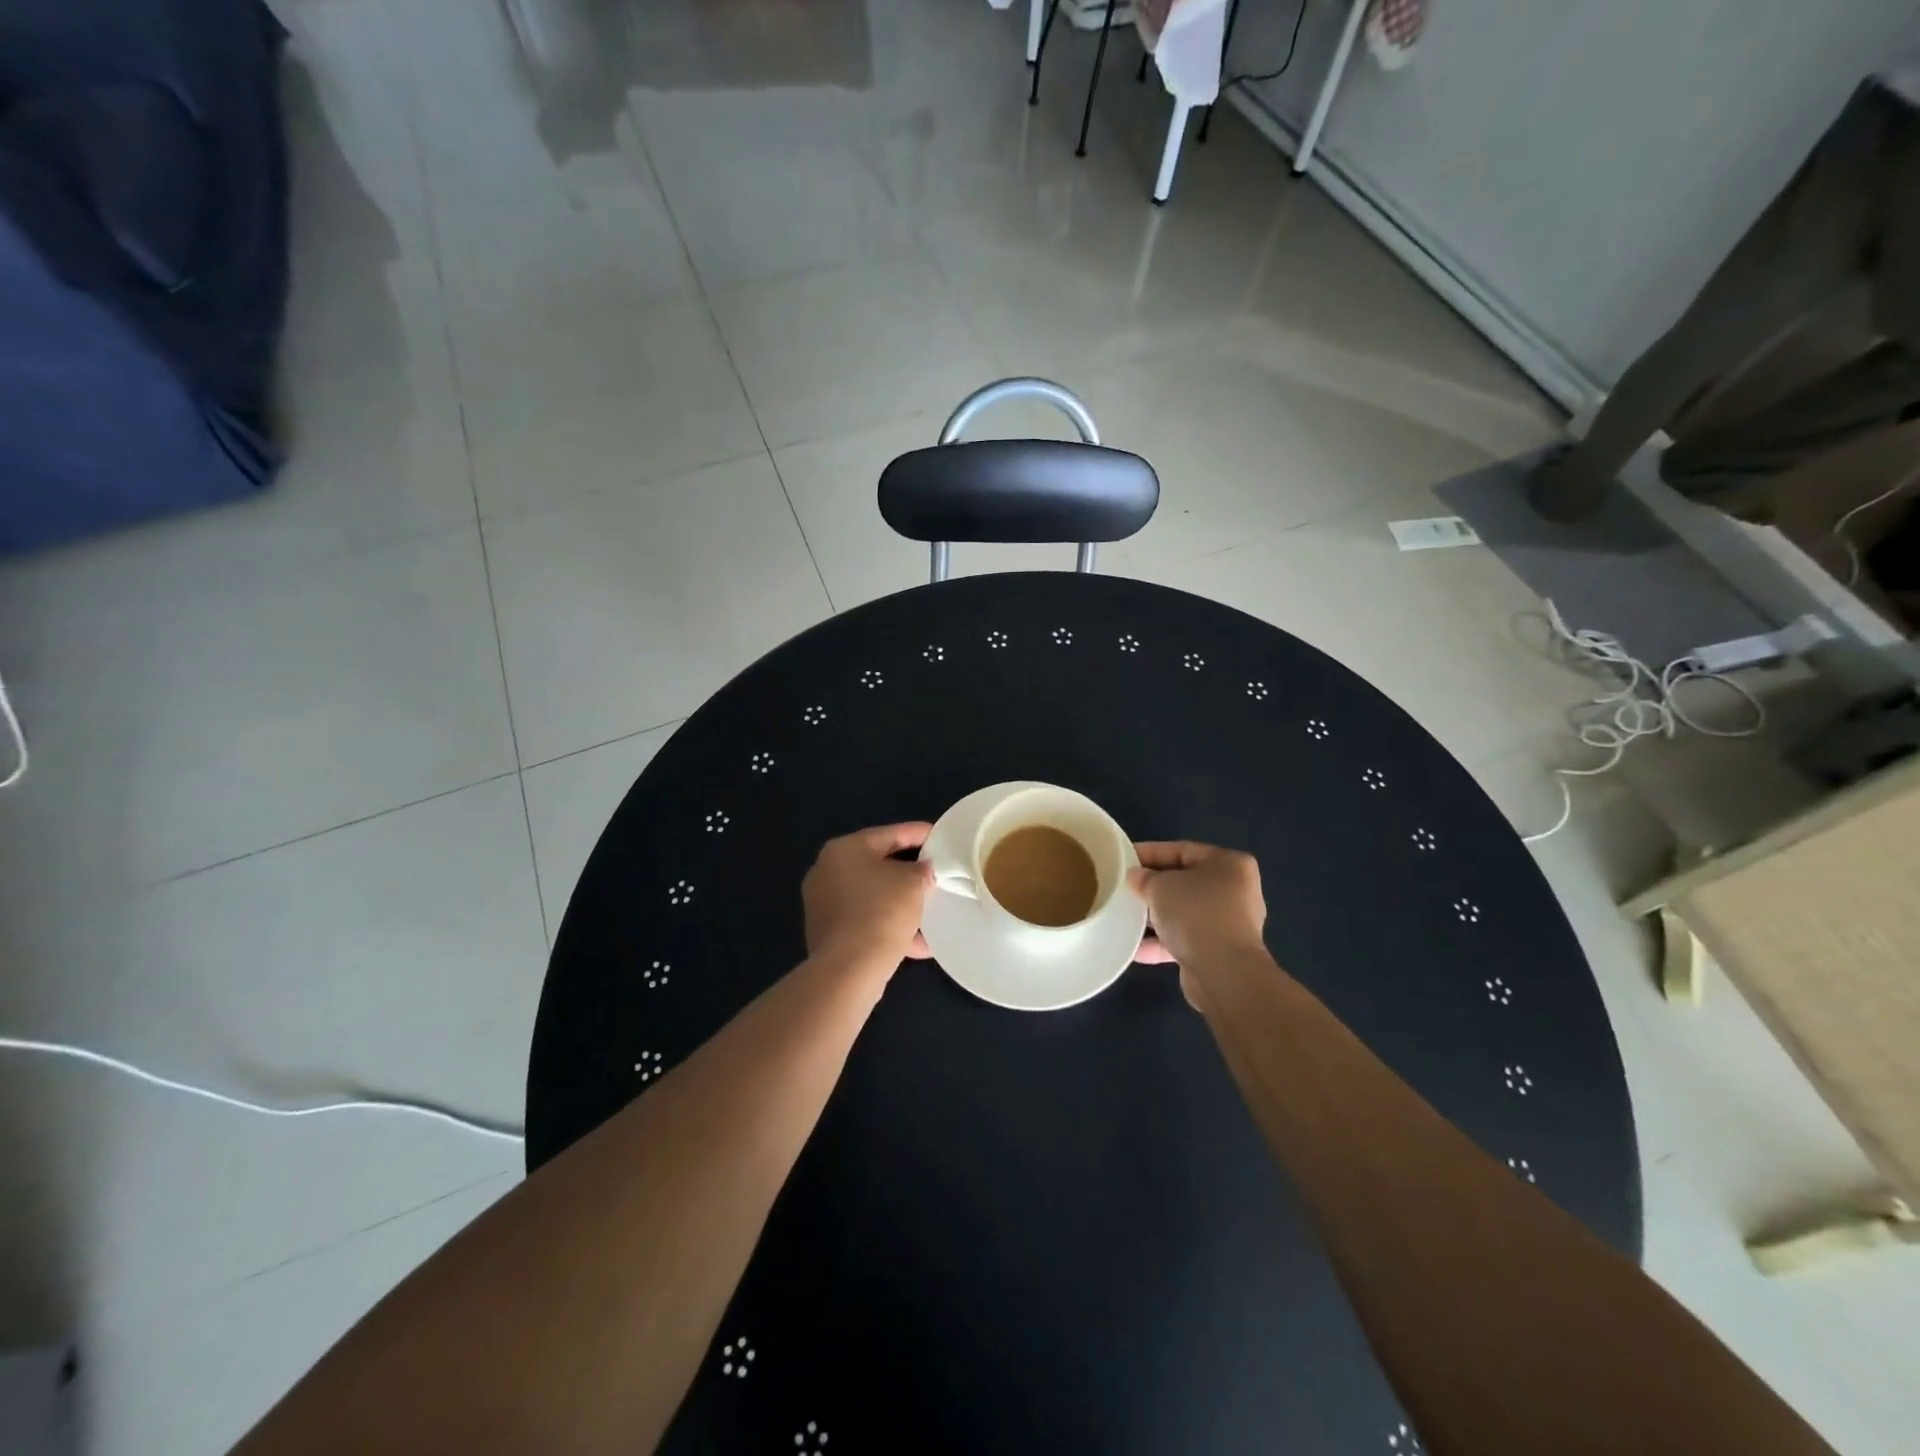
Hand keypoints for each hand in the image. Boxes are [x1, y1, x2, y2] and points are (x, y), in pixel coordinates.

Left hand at [803, 823, 935, 970]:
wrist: (849, 969)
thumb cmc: (881, 912)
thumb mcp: (914, 883)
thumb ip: (923, 869)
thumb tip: (924, 870)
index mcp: (845, 849)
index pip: (891, 834)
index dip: (920, 834)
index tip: (942, 837)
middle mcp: (828, 870)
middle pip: (878, 864)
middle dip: (910, 871)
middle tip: (936, 872)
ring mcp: (824, 903)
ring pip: (873, 895)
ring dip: (901, 902)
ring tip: (931, 908)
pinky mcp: (828, 932)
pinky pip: (866, 920)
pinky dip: (889, 925)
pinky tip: (919, 942)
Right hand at [1128, 841, 1266, 967]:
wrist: (1223, 974)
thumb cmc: (1195, 914)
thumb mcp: (1161, 886)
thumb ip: (1144, 877)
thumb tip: (1136, 878)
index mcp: (1229, 864)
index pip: (1182, 850)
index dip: (1150, 852)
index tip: (1123, 859)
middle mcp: (1235, 891)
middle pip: (1184, 881)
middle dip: (1153, 886)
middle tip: (1124, 888)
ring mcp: (1229, 923)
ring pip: (1184, 912)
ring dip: (1156, 916)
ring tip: (1125, 917)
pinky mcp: (1220, 952)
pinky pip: (1185, 939)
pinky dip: (1162, 941)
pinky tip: (1134, 947)